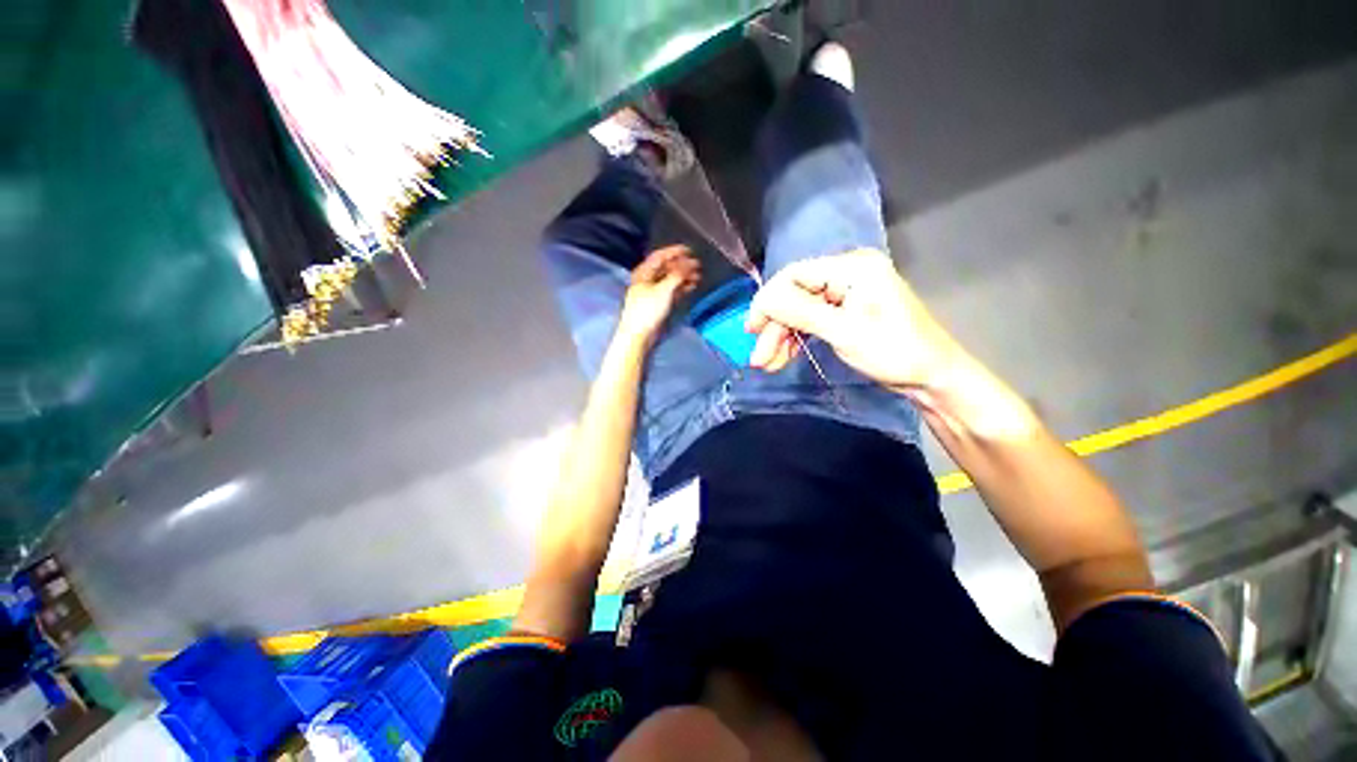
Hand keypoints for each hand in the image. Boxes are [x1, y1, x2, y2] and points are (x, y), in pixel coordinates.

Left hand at [618, 245, 701, 345]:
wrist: (639, 334)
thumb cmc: (647, 310)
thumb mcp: (663, 290)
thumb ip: (677, 275)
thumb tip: (688, 264)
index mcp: (644, 273)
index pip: (660, 256)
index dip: (674, 251)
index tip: (689, 250)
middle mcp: (647, 280)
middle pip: (666, 268)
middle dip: (682, 266)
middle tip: (697, 266)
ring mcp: (653, 292)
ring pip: (670, 280)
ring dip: (684, 277)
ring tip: (697, 277)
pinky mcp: (658, 303)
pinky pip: (672, 291)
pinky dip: (681, 287)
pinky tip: (691, 286)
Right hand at [745, 249, 962, 392]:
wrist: (932, 377)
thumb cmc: (894, 352)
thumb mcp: (844, 331)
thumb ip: (800, 311)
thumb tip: (763, 299)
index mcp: (851, 267)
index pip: (794, 275)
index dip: (768, 302)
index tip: (752, 331)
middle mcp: (846, 273)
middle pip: (795, 295)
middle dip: (775, 327)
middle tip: (759, 358)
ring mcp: (846, 293)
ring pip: (800, 310)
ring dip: (782, 337)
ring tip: (768, 364)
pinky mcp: (846, 311)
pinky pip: (812, 320)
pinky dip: (797, 339)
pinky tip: (784, 357)